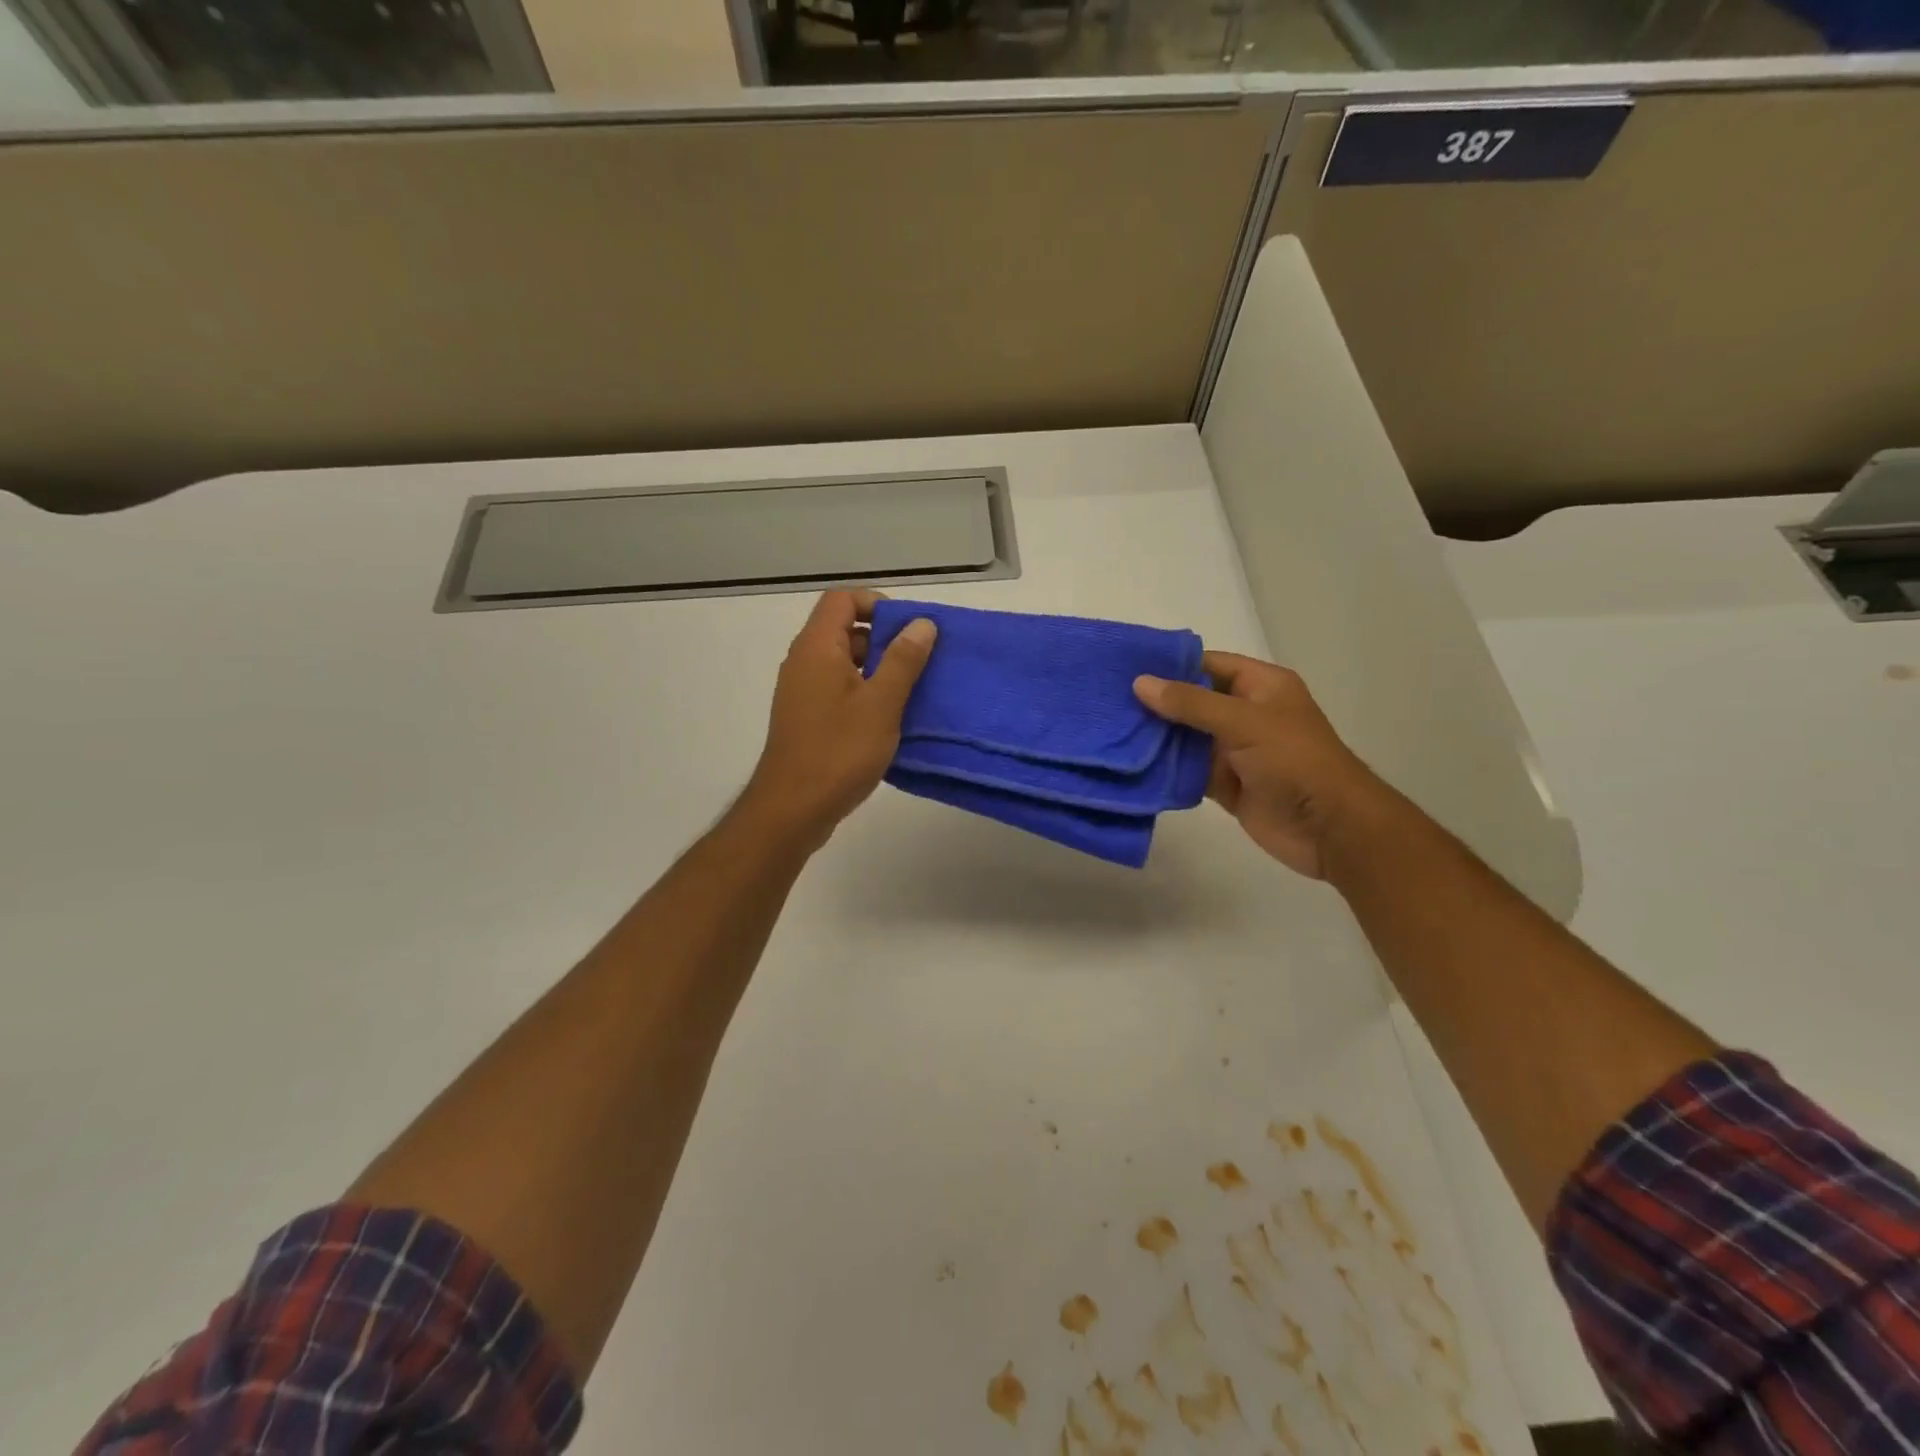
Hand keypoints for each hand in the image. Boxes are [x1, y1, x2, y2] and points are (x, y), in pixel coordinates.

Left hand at [740, 590, 936, 851]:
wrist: (792, 809)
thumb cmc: (839, 751)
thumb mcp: (881, 703)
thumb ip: (903, 660)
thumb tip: (922, 624)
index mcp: (817, 648)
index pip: (842, 599)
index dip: (877, 604)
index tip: (909, 630)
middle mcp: (804, 662)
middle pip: (844, 629)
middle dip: (885, 639)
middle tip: (920, 663)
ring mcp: (802, 692)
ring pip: (844, 663)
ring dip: (878, 670)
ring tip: (913, 692)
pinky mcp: (807, 718)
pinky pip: (838, 690)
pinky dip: (865, 694)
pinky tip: (891, 719)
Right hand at [1133, 651, 1390, 879]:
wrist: (1329, 829)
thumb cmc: (1294, 761)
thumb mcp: (1243, 722)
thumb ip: (1191, 703)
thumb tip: (1140, 683)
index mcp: (1261, 686)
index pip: (1209, 664)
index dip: (1171, 664)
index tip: (1126, 667)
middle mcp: (1246, 714)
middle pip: (1193, 701)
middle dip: (1156, 702)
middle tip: (1108, 700)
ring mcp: (1235, 751)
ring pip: (1187, 737)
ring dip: (1156, 736)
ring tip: (1110, 729)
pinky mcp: (1226, 784)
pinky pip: (1189, 770)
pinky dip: (1166, 768)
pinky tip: (1131, 764)